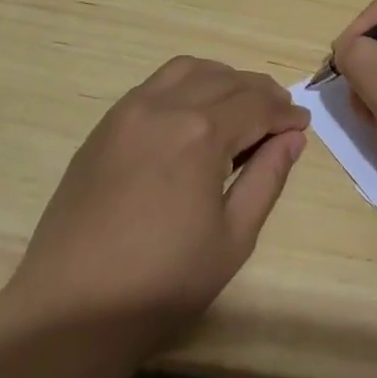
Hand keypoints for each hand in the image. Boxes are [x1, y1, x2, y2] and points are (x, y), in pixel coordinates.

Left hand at [0, 56, 308, 358]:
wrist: (73, 307)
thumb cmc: (163, 282)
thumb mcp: (233, 237)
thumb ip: (267, 178)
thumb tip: (292, 137)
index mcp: (200, 133)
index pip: (256, 104)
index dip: (285, 113)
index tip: (303, 125)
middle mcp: (164, 106)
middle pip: (224, 80)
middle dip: (259, 92)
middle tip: (279, 116)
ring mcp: (128, 111)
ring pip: (187, 70)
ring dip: (221, 79)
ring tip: (239, 108)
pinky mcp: (104, 126)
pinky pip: (154, 85)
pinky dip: (186, 86)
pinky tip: (194, 115)